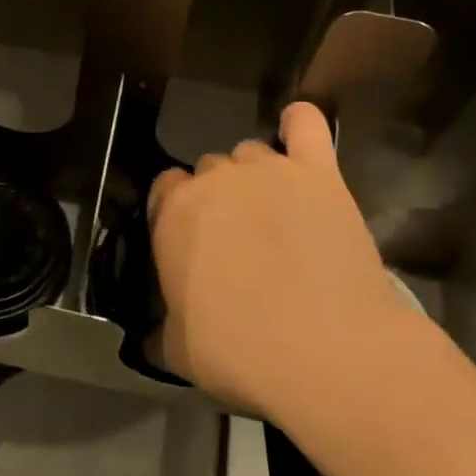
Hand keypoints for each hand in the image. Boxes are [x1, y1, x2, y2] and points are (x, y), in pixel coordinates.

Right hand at [148, 102, 398, 416]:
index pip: (165, 188)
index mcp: (174, 213)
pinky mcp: (319, 172)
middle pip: (210, 169)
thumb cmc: (240, 351)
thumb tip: (150, 335)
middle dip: (219, 198)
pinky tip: (297, 133)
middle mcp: (216, 179)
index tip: (190, 244)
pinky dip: (299, 124)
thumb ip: (161, 330)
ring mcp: (269, 169)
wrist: (325, 349)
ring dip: (256, 176)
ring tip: (275, 213)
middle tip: (238, 241)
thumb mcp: (179, 351)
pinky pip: (305, 125)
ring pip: (251, 152)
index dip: (177, 213)